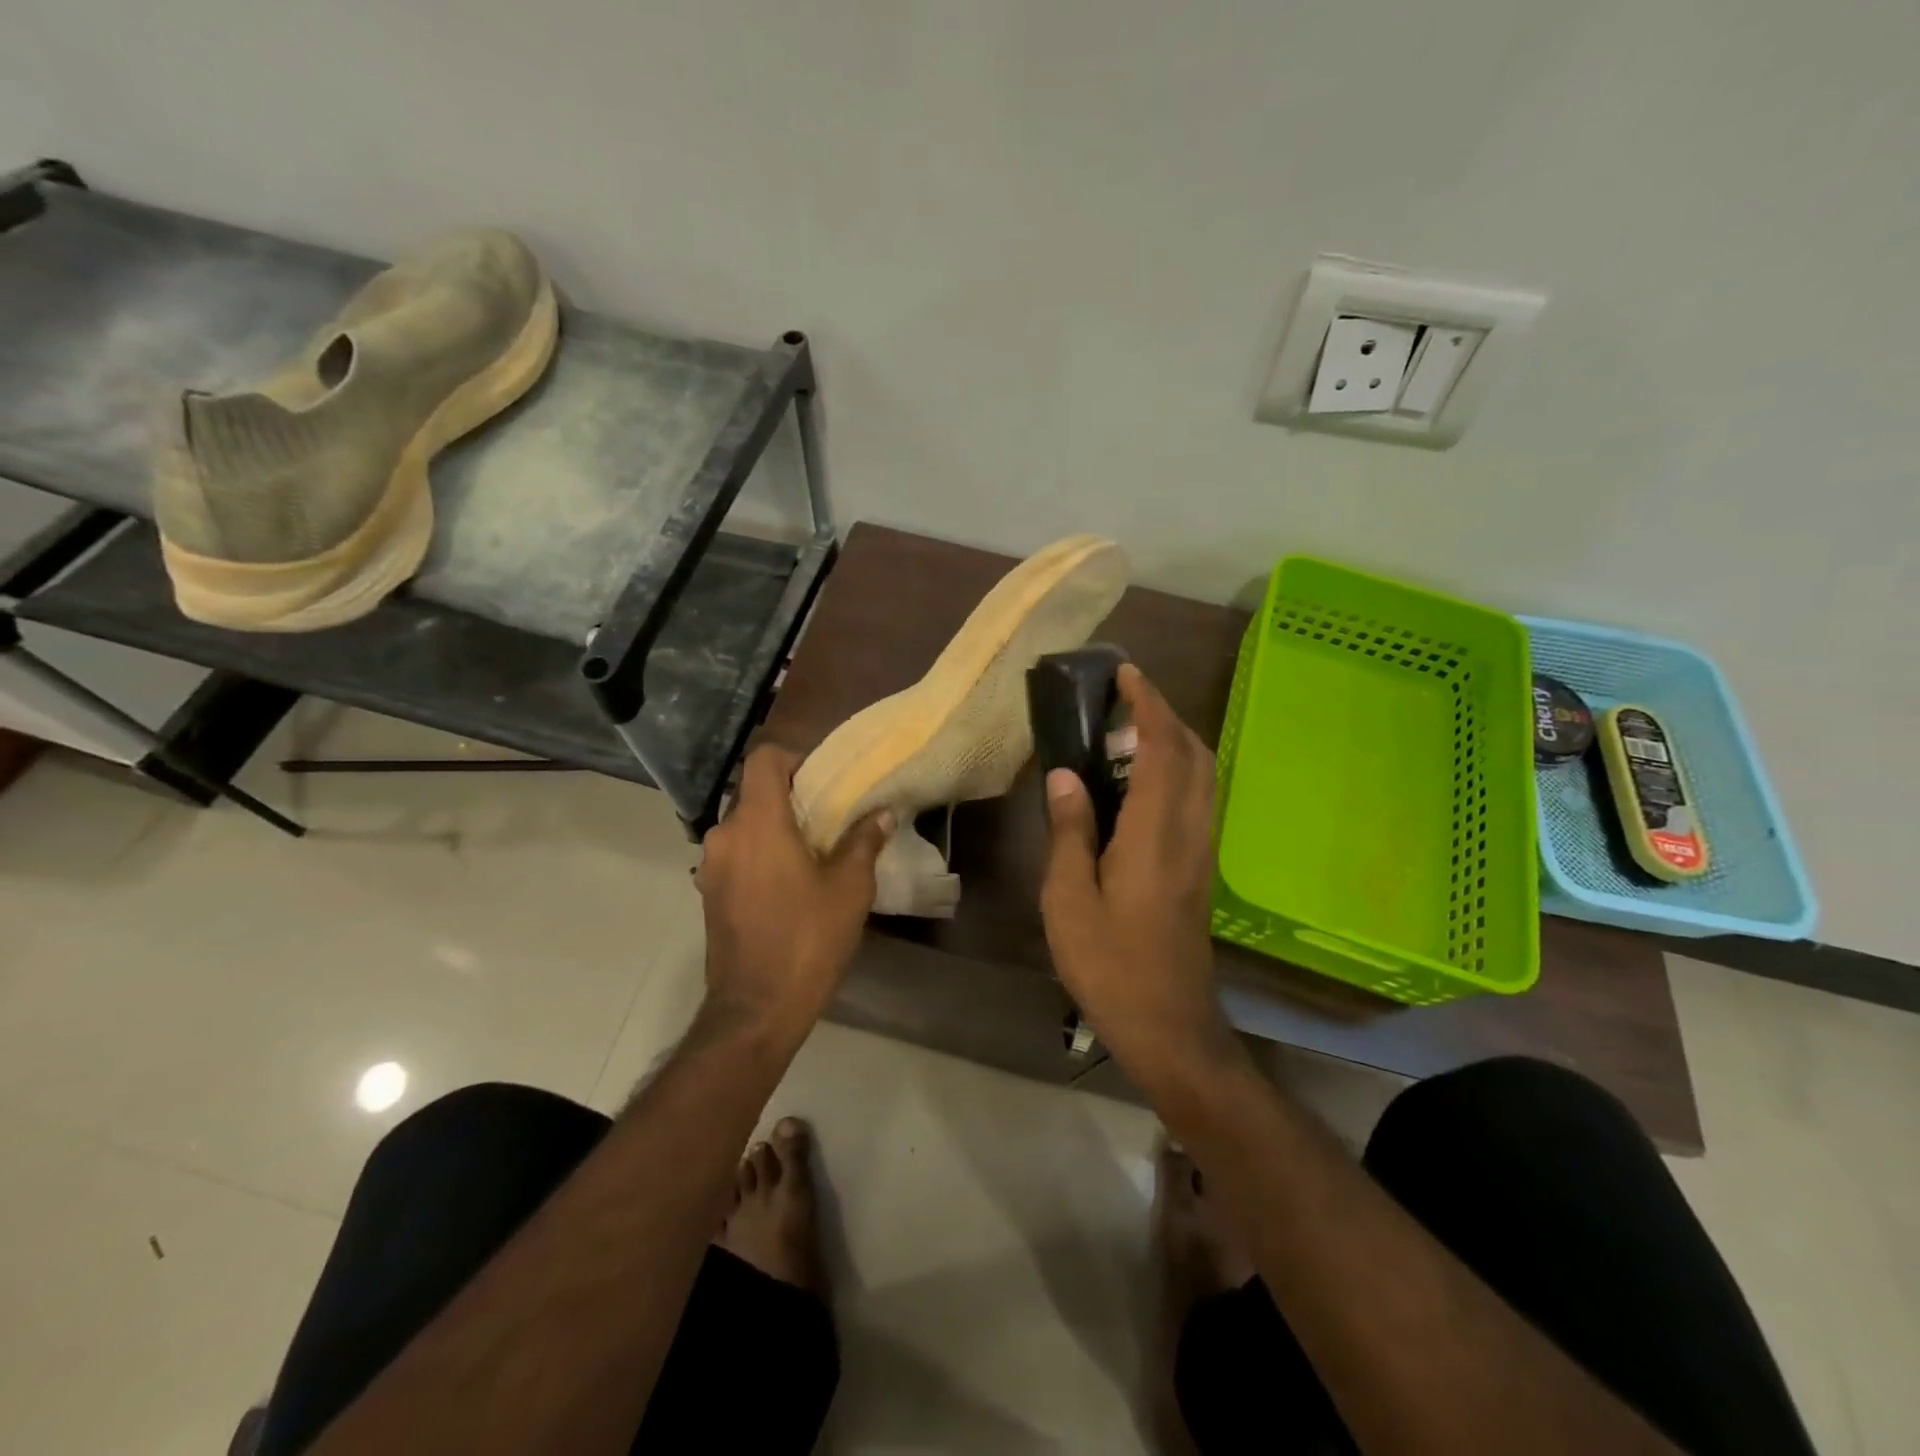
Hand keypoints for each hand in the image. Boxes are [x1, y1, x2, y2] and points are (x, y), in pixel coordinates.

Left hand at [696, 745, 892, 1041]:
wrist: (756, 1009)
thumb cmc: (807, 939)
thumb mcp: (849, 889)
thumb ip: (864, 841)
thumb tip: (882, 812)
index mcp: (758, 822)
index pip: (763, 759)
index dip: (794, 758)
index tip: (822, 780)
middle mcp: (725, 835)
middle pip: (754, 792)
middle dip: (791, 797)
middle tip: (829, 817)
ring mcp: (711, 866)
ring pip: (745, 825)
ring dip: (775, 828)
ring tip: (812, 852)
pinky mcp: (709, 893)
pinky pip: (737, 854)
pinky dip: (760, 854)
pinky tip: (789, 883)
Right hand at [1040, 665, 1232, 1077]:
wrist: (1170, 1026)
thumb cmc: (1110, 965)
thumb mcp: (1069, 900)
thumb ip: (1069, 833)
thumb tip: (1066, 776)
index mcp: (1154, 834)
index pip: (1161, 749)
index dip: (1148, 705)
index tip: (1127, 673)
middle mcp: (1189, 832)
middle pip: (1194, 754)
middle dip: (1166, 715)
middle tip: (1125, 699)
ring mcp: (1201, 851)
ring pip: (1203, 775)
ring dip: (1175, 740)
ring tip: (1129, 732)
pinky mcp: (1200, 869)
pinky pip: (1198, 799)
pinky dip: (1178, 771)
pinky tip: (1142, 784)